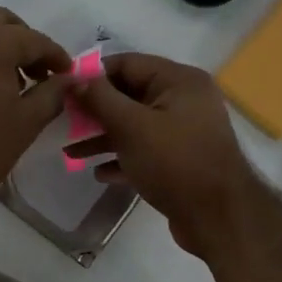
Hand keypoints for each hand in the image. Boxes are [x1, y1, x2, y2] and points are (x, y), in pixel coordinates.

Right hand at [69, 53, 277, 257]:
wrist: (218, 217)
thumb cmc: (175, 162)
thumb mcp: (132, 126)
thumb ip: (100, 99)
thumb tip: (74, 79)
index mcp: (179, 81)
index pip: (128, 64)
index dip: (93, 75)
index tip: (63, 89)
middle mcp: (184, 101)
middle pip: (130, 96)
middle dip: (95, 110)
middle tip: (63, 122)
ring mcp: (184, 133)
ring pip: (135, 127)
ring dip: (103, 138)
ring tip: (71, 152)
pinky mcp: (180, 162)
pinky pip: (145, 152)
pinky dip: (122, 159)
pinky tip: (99, 173)